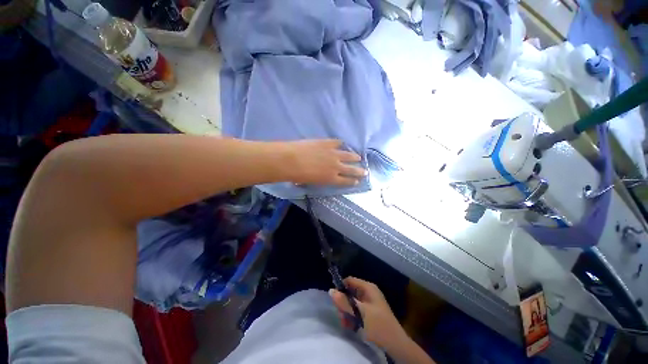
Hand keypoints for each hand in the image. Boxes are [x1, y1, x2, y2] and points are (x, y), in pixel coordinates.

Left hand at [282, 140, 366, 185]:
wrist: (291, 160)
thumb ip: (318, 179)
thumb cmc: (297, 175)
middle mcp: (336, 167)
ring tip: (358, 157)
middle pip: (351, 169)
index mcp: (331, 179)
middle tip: (365, 171)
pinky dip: (341, 144)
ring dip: (354, 157)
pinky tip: (343, 144)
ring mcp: (333, 154)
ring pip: (348, 155)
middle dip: (359, 171)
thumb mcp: (310, 182)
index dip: (353, 181)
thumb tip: (318, 176)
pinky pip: (337, 143)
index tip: (358, 181)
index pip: (346, 181)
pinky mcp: (328, 143)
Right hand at [329, 277, 407, 350]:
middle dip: (344, 305)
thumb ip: (344, 302)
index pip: (349, 281)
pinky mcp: (369, 312)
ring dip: (346, 313)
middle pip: (349, 292)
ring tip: (346, 325)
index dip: (341, 288)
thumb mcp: (359, 313)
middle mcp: (368, 292)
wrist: (395, 344)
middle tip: (342, 317)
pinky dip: (351, 317)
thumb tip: (330, 290)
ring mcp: (369, 303)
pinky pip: (356, 311)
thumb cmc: (378, 325)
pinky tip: (351, 327)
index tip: (335, 301)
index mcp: (368, 287)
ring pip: (351, 303)